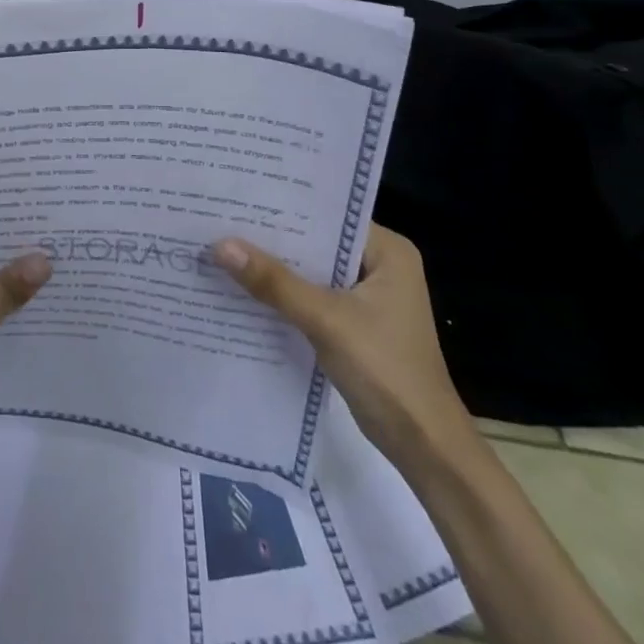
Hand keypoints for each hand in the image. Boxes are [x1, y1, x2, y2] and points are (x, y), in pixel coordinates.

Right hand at [212, 225, 472, 463]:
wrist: (423, 447)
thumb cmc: (385, 370)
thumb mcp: (325, 320)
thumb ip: (274, 282)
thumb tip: (220, 245)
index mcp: (388, 251)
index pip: (329, 215)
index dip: (285, 207)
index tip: (241, 197)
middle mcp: (380, 265)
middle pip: (318, 243)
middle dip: (274, 238)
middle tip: (222, 219)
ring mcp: (368, 296)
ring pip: (312, 271)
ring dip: (276, 268)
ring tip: (225, 248)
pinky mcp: (355, 323)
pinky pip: (313, 296)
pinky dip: (285, 295)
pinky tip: (245, 289)